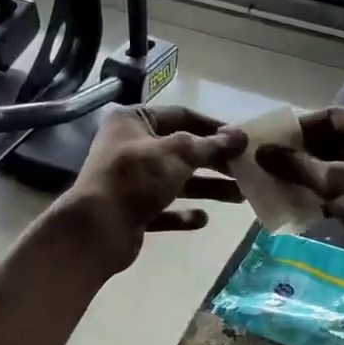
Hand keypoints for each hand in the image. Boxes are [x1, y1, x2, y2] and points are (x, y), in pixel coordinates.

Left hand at [55, 105, 246, 271]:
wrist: (97, 229)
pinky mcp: (132, 212)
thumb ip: (211, 145)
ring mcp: (130, 181)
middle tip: (246, 171)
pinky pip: (164, 210)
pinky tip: (203, 219)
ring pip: (176, 182)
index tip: (242, 140)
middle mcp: (130, 147)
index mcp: (133, 121)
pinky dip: (183, 214)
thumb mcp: (178, 154)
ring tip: (240, 197)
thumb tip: (241, 136)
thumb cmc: (136, 178)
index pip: (181, 116)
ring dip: (207, 188)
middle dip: (215, 162)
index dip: (213, 127)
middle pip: (181, 151)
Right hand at [256, 107, 343, 277]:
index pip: (330, 117)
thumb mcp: (335, 183)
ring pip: (341, 165)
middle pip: (335, 140)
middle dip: (303, 155)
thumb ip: (297, 166)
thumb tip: (261, 152)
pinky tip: (304, 205)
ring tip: (281, 186)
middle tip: (271, 168)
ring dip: (313, 175)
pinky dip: (328, 192)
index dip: (298, 130)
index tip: (271, 144)